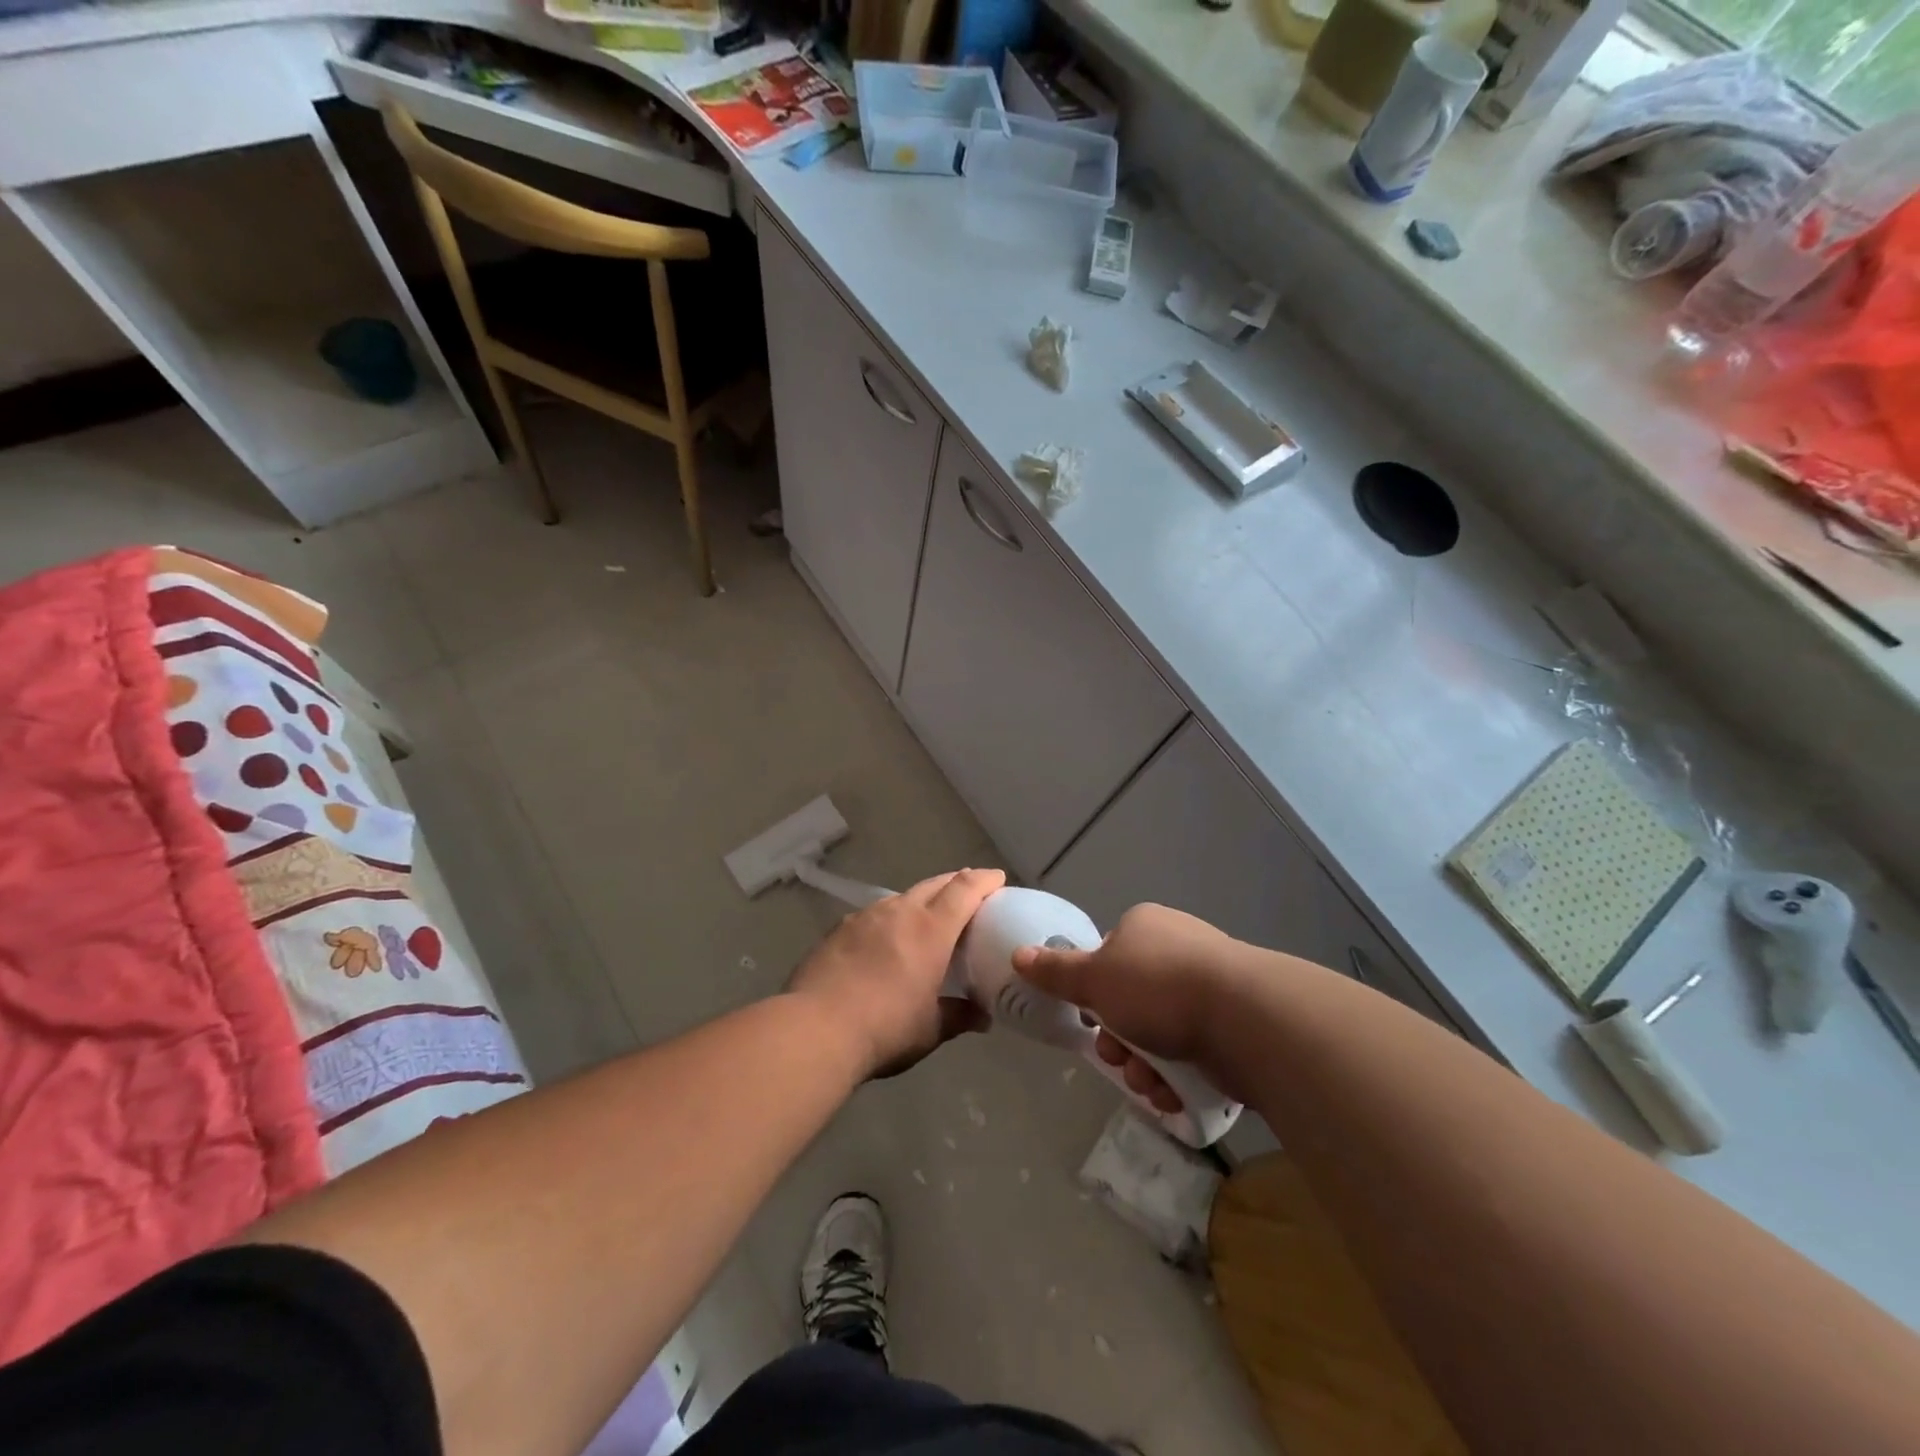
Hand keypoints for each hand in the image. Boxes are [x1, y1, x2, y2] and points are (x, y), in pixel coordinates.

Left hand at [788, 868, 1004, 1079]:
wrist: (815, 1029)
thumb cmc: (884, 1028)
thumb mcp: (930, 1029)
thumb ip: (958, 1016)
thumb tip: (982, 1017)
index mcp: (931, 930)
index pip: (964, 890)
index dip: (983, 880)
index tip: (997, 878)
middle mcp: (900, 912)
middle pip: (935, 884)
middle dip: (956, 882)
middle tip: (969, 891)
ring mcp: (865, 917)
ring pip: (902, 897)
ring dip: (921, 899)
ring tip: (927, 915)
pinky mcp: (839, 929)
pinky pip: (874, 914)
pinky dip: (890, 917)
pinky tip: (885, 937)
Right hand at [1012, 904, 1243, 1111]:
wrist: (1246, 1019)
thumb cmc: (1159, 987)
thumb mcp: (1094, 978)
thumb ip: (1055, 971)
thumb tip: (1018, 954)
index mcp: (1146, 927)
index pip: (1108, 958)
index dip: (1094, 994)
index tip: (1091, 1019)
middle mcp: (1178, 950)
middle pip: (1130, 1002)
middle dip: (1118, 1040)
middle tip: (1117, 1056)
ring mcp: (1210, 988)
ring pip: (1158, 1034)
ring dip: (1143, 1065)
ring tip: (1149, 1081)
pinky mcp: (1233, 1025)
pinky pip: (1191, 1052)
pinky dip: (1176, 1076)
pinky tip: (1172, 1092)